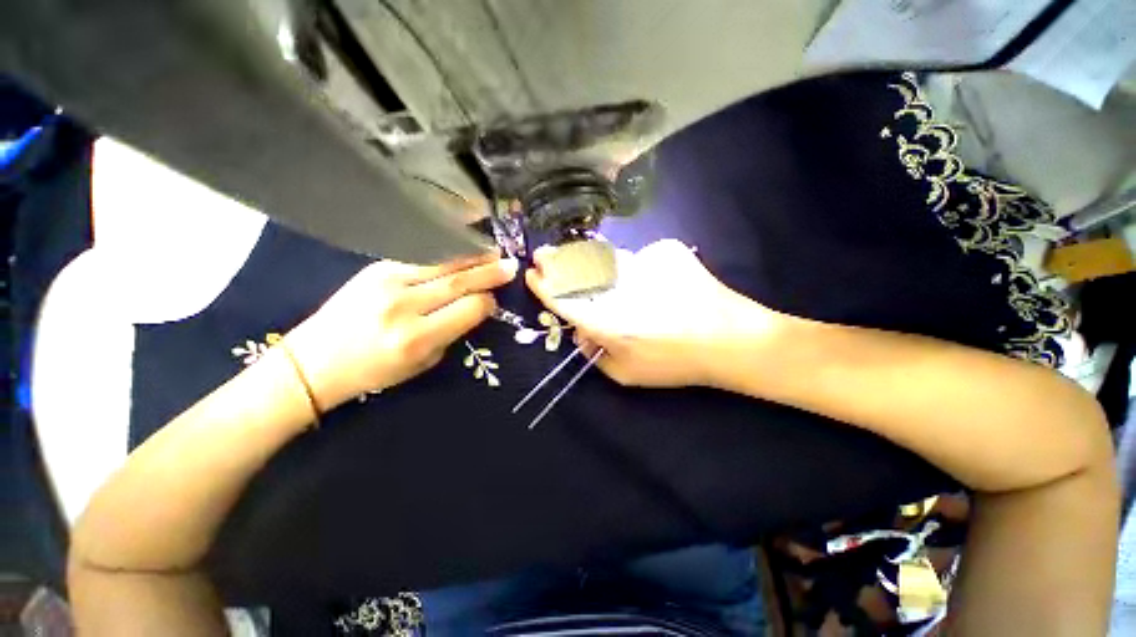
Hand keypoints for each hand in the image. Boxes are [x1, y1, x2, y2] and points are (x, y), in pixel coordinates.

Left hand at [286, 252, 517, 409]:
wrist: (313, 361)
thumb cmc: (373, 372)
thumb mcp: (421, 364)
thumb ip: (451, 334)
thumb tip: (474, 308)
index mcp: (416, 338)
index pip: (468, 309)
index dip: (487, 303)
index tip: (495, 301)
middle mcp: (403, 306)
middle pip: (458, 281)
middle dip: (489, 272)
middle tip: (511, 265)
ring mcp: (387, 282)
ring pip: (441, 264)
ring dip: (472, 257)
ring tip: (493, 252)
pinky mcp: (375, 268)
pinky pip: (420, 258)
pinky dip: (446, 254)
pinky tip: (461, 251)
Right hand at [526, 239, 789, 388]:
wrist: (731, 339)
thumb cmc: (674, 362)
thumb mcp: (626, 374)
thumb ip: (595, 355)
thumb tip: (582, 333)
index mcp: (606, 320)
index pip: (564, 297)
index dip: (545, 286)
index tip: (532, 275)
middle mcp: (619, 286)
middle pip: (579, 269)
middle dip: (557, 262)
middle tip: (544, 255)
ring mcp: (643, 261)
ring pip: (606, 257)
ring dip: (588, 259)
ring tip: (577, 259)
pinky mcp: (665, 250)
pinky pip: (639, 255)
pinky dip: (633, 265)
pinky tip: (643, 278)